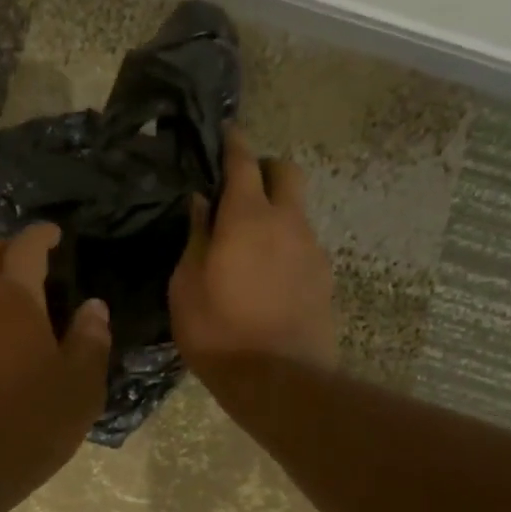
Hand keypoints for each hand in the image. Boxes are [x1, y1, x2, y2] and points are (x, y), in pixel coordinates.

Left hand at [0, 223, 110, 511]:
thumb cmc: (27, 426)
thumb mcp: (79, 388)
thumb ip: (90, 341)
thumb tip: (93, 308)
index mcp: (12, 301)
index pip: (25, 247)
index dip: (40, 234)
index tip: (53, 233)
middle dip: (4, 249)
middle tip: (27, 262)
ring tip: (10, 315)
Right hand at [170, 128, 339, 386]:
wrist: (279, 380)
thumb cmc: (218, 332)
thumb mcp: (186, 286)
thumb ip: (196, 237)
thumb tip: (201, 202)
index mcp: (247, 219)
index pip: (244, 163)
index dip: (235, 143)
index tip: (227, 131)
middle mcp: (287, 223)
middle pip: (287, 173)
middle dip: (265, 168)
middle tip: (240, 187)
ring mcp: (312, 249)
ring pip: (296, 210)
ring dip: (274, 211)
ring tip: (248, 241)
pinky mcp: (324, 277)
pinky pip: (302, 243)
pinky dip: (284, 242)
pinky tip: (266, 272)